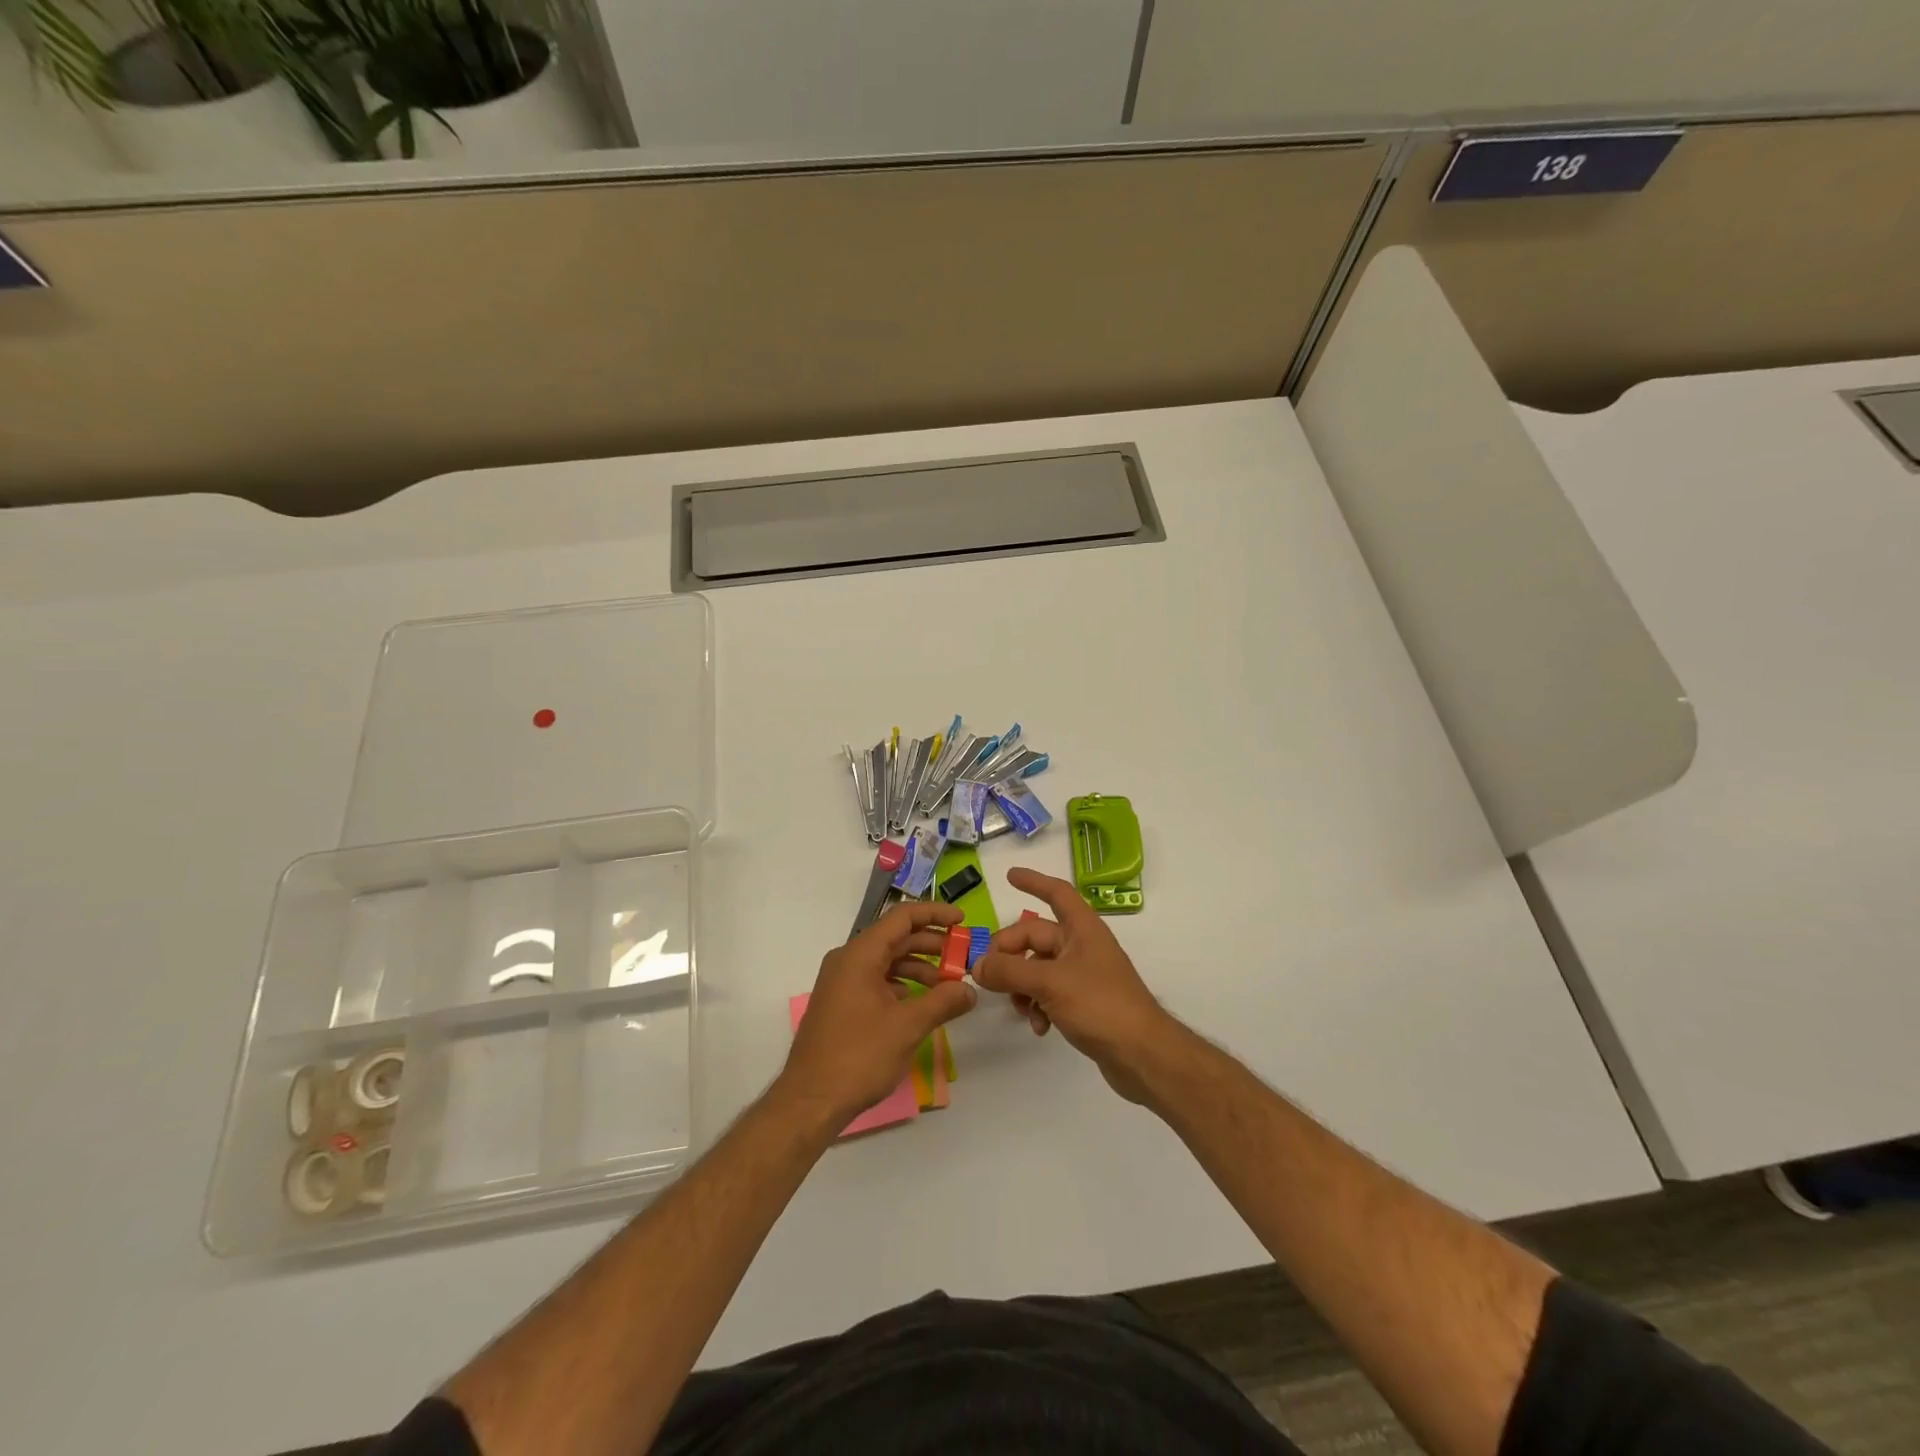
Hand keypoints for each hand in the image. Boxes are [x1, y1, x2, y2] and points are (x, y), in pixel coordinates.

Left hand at [777, 900, 976, 1126]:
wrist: (810, 1101)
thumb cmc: (858, 1056)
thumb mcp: (907, 1027)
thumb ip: (943, 1002)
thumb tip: (969, 990)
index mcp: (860, 954)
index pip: (902, 917)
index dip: (935, 914)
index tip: (963, 921)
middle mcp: (847, 960)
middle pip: (895, 938)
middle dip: (931, 944)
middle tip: (962, 957)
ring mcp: (841, 982)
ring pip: (886, 960)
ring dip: (918, 967)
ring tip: (946, 985)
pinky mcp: (840, 1003)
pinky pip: (875, 980)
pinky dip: (901, 984)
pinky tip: (919, 1003)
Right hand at [971, 868, 1175, 1103]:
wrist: (1142, 1055)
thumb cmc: (1101, 1005)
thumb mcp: (1049, 983)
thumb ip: (1009, 971)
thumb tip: (977, 965)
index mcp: (1082, 929)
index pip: (1057, 893)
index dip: (1034, 881)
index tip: (1009, 875)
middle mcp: (1082, 946)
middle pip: (1036, 937)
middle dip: (1010, 953)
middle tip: (986, 973)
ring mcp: (1083, 975)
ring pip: (1038, 968)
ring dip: (1021, 986)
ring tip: (1018, 1008)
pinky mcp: (1083, 1003)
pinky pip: (1048, 993)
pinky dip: (1037, 1006)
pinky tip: (1038, 1027)